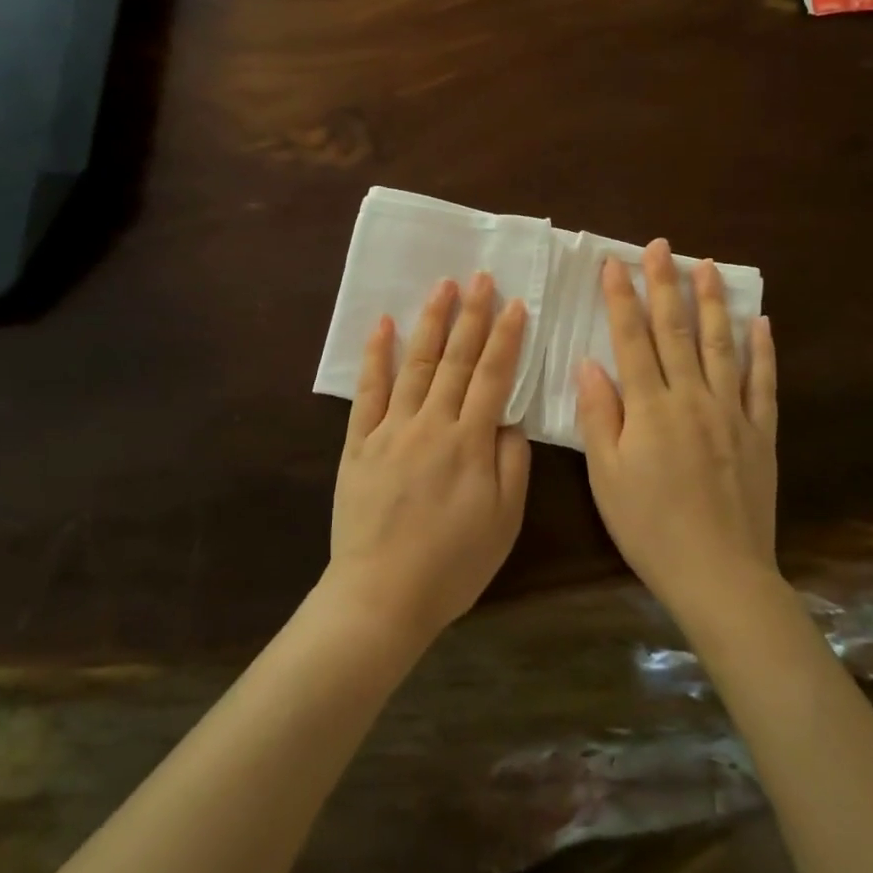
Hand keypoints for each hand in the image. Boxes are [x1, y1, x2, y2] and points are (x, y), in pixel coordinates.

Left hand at [325, 273, 531, 646]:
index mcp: (470, 443)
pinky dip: (376, 355)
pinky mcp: (358, 441)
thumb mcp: (503, 522)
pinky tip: (384, 325)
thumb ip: (512, 465)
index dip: (505, 338)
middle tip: (480, 277)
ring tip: (442, 286)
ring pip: (415, 364)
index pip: (492, 377)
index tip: (514, 304)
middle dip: (471, 315)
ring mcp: (390, 429)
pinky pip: (367, 390)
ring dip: (430, 322)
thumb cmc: (452, 565)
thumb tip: (510, 419)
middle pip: (455, 360)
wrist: (381, 596)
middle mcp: (431, 424)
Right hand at [576, 240, 779, 628]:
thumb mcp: (606, 477)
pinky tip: (760, 322)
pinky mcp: (761, 433)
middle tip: (661, 247)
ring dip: (712, 302)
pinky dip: (763, 350)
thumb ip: (600, 416)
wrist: (720, 574)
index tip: (613, 263)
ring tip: (706, 266)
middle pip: (676, 330)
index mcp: (651, 408)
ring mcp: (732, 413)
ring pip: (721, 345)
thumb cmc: (650, 527)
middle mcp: (692, 398)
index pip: (631, 339)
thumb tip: (590, 364)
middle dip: (664, 284)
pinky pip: (763, 383)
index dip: (621, 298)